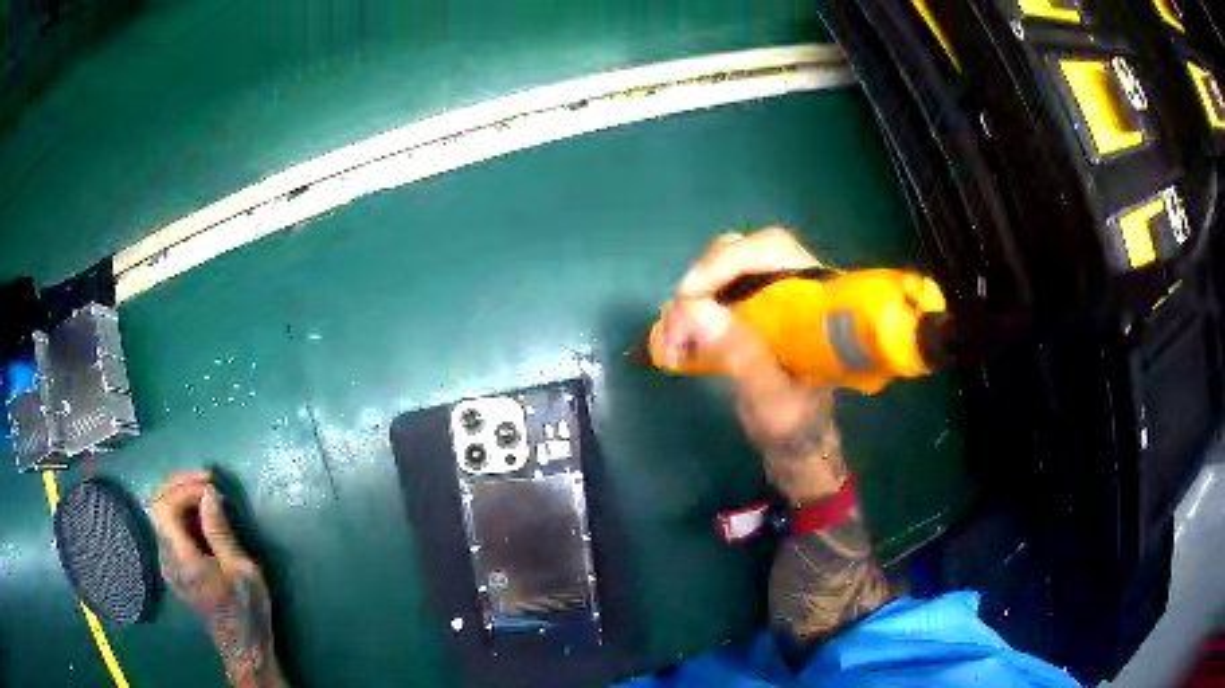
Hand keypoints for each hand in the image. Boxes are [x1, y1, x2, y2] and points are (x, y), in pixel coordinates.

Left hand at [149, 473, 286, 687]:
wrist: (243, 645)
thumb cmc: (247, 609)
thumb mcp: (242, 571)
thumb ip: (220, 532)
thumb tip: (208, 494)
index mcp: (182, 561)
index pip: (164, 508)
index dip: (183, 487)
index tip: (210, 484)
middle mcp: (167, 559)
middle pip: (157, 506)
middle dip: (179, 485)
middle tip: (207, 480)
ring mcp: (167, 564)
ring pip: (161, 515)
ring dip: (179, 496)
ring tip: (206, 493)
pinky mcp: (173, 567)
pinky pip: (168, 528)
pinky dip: (181, 512)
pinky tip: (201, 515)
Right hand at [655, 228, 844, 502]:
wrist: (794, 440)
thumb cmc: (795, 422)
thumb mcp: (772, 397)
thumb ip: (742, 355)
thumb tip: (697, 308)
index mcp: (814, 300)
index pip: (774, 249)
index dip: (730, 260)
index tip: (692, 293)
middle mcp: (790, 287)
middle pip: (740, 252)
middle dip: (703, 280)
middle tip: (678, 320)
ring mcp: (766, 298)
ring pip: (717, 272)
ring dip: (686, 305)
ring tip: (672, 348)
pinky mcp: (745, 312)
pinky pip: (707, 297)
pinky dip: (683, 318)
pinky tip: (673, 348)